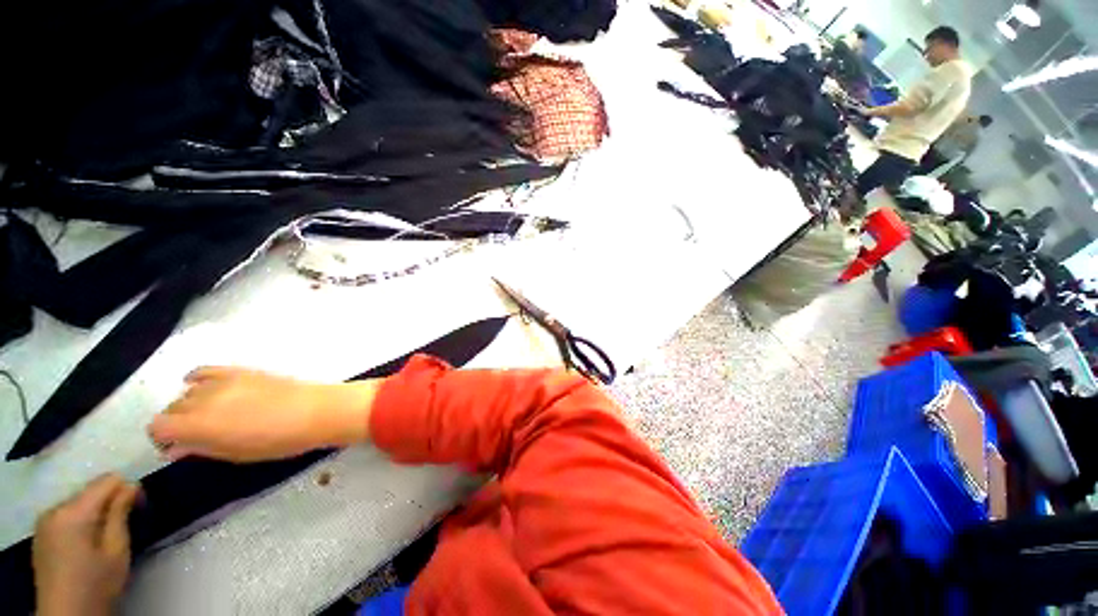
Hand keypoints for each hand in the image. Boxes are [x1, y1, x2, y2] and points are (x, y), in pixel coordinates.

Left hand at [34, 474, 140, 615]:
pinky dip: (81, 522)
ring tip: (105, 537)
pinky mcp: (41, 533)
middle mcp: (55, 509)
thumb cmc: (97, 584)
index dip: (127, 489)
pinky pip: (66, 515)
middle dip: (109, 503)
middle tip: (125, 525)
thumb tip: (131, 486)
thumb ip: (121, 514)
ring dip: (95, 513)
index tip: (139, 506)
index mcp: (74, 511)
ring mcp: (44, 521)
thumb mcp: (117, 551)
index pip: (107, 481)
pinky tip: (85, 544)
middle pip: (90, 491)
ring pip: (77, 503)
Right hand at [148, 367, 378, 462]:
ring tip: (210, 416)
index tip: (175, 446)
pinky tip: (200, 386)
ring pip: (187, 392)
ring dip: (190, 404)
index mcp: (198, 424)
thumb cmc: (277, 441)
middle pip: (172, 408)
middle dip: (177, 423)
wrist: (315, 410)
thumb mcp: (235, 454)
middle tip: (196, 435)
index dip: (162, 438)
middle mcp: (203, 398)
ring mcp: (222, 381)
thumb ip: (199, 448)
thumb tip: (174, 448)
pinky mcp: (240, 370)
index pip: (157, 426)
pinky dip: (198, 379)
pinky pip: (206, 371)